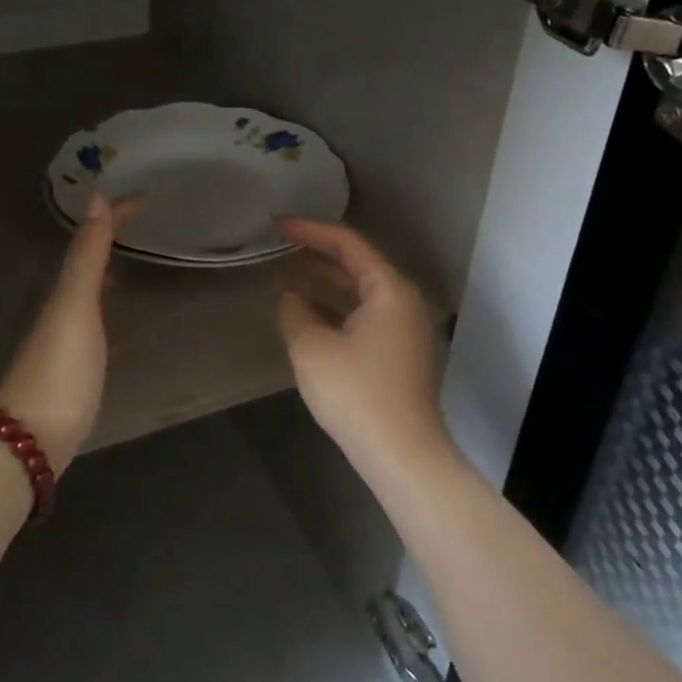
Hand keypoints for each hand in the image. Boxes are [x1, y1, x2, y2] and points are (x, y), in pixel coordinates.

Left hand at [0, 194, 137, 474]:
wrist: (29, 443)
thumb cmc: (58, 371)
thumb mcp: (74, 308)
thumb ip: (85, 257)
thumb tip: (95, 198)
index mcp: (60, 292)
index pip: (89, 240)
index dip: (114, 215)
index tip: (145, 195)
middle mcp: (56, 310)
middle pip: (83, 262)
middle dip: (107, 238)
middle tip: (140, 222)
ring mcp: (60, 341)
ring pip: (83, 291)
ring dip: (103, 269)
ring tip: (129, 258)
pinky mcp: (69, 370)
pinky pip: (90, 320)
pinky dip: (102, 305)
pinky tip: (113, 319)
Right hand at [275, 219, 451, 477]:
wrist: (401, 456)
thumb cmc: (356, 394)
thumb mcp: (311, 347)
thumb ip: (294, 310)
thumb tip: (289, 294)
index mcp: (389, 290)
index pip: (348, 243)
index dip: (310, 230)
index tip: (277, 225)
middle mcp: (403, 302)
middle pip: (358, 263)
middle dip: (318, 251)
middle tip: (280, 243)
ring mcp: (405, 329)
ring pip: (361, 290)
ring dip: (326, 279)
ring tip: (289, 271)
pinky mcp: (399, 353)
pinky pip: (364, 314)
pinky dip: (336, 306)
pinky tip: (308, 312)